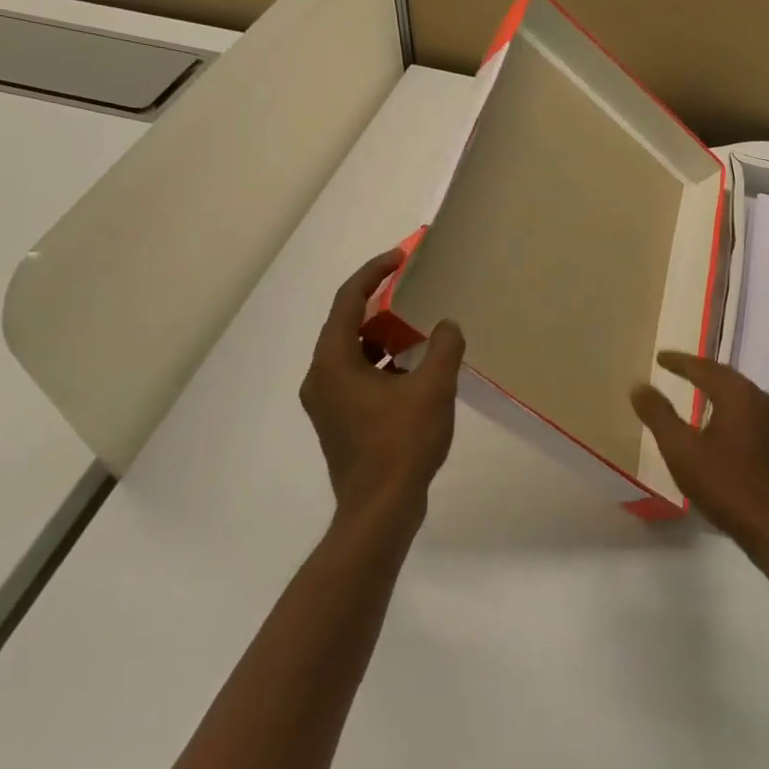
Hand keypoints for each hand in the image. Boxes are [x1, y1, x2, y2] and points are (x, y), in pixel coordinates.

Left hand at [299, 250, 465, 522]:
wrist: (379, 510)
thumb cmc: (401, 444)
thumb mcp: (433, 388)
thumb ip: (445, 348)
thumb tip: (448, 325)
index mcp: (334, 362)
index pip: (348, 301)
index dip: (374, 273)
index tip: (401, 258)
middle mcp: (321, 378)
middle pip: (348, 326)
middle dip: (383, 306)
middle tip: (416, 295)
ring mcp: (328, 403)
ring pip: (354, 354)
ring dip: (385, 338)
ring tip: (421, 333)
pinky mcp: (339, 422)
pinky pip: (359, 377)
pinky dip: (384, 365)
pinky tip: (416, 373)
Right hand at [630, 352, 768, 551]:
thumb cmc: (725, 485)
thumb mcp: (682, 451)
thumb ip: (659, 415)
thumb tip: (640, 387)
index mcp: (739, 395)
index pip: (704, 368)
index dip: (679, 362)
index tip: (660, 358)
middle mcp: (761, 398)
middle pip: (725, 375)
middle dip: (699, 369)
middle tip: (675, 366)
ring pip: (739, 392)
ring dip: (715, 386)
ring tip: (694, 386)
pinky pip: (748, 408)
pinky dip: (728, 403)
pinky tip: (719, 417)